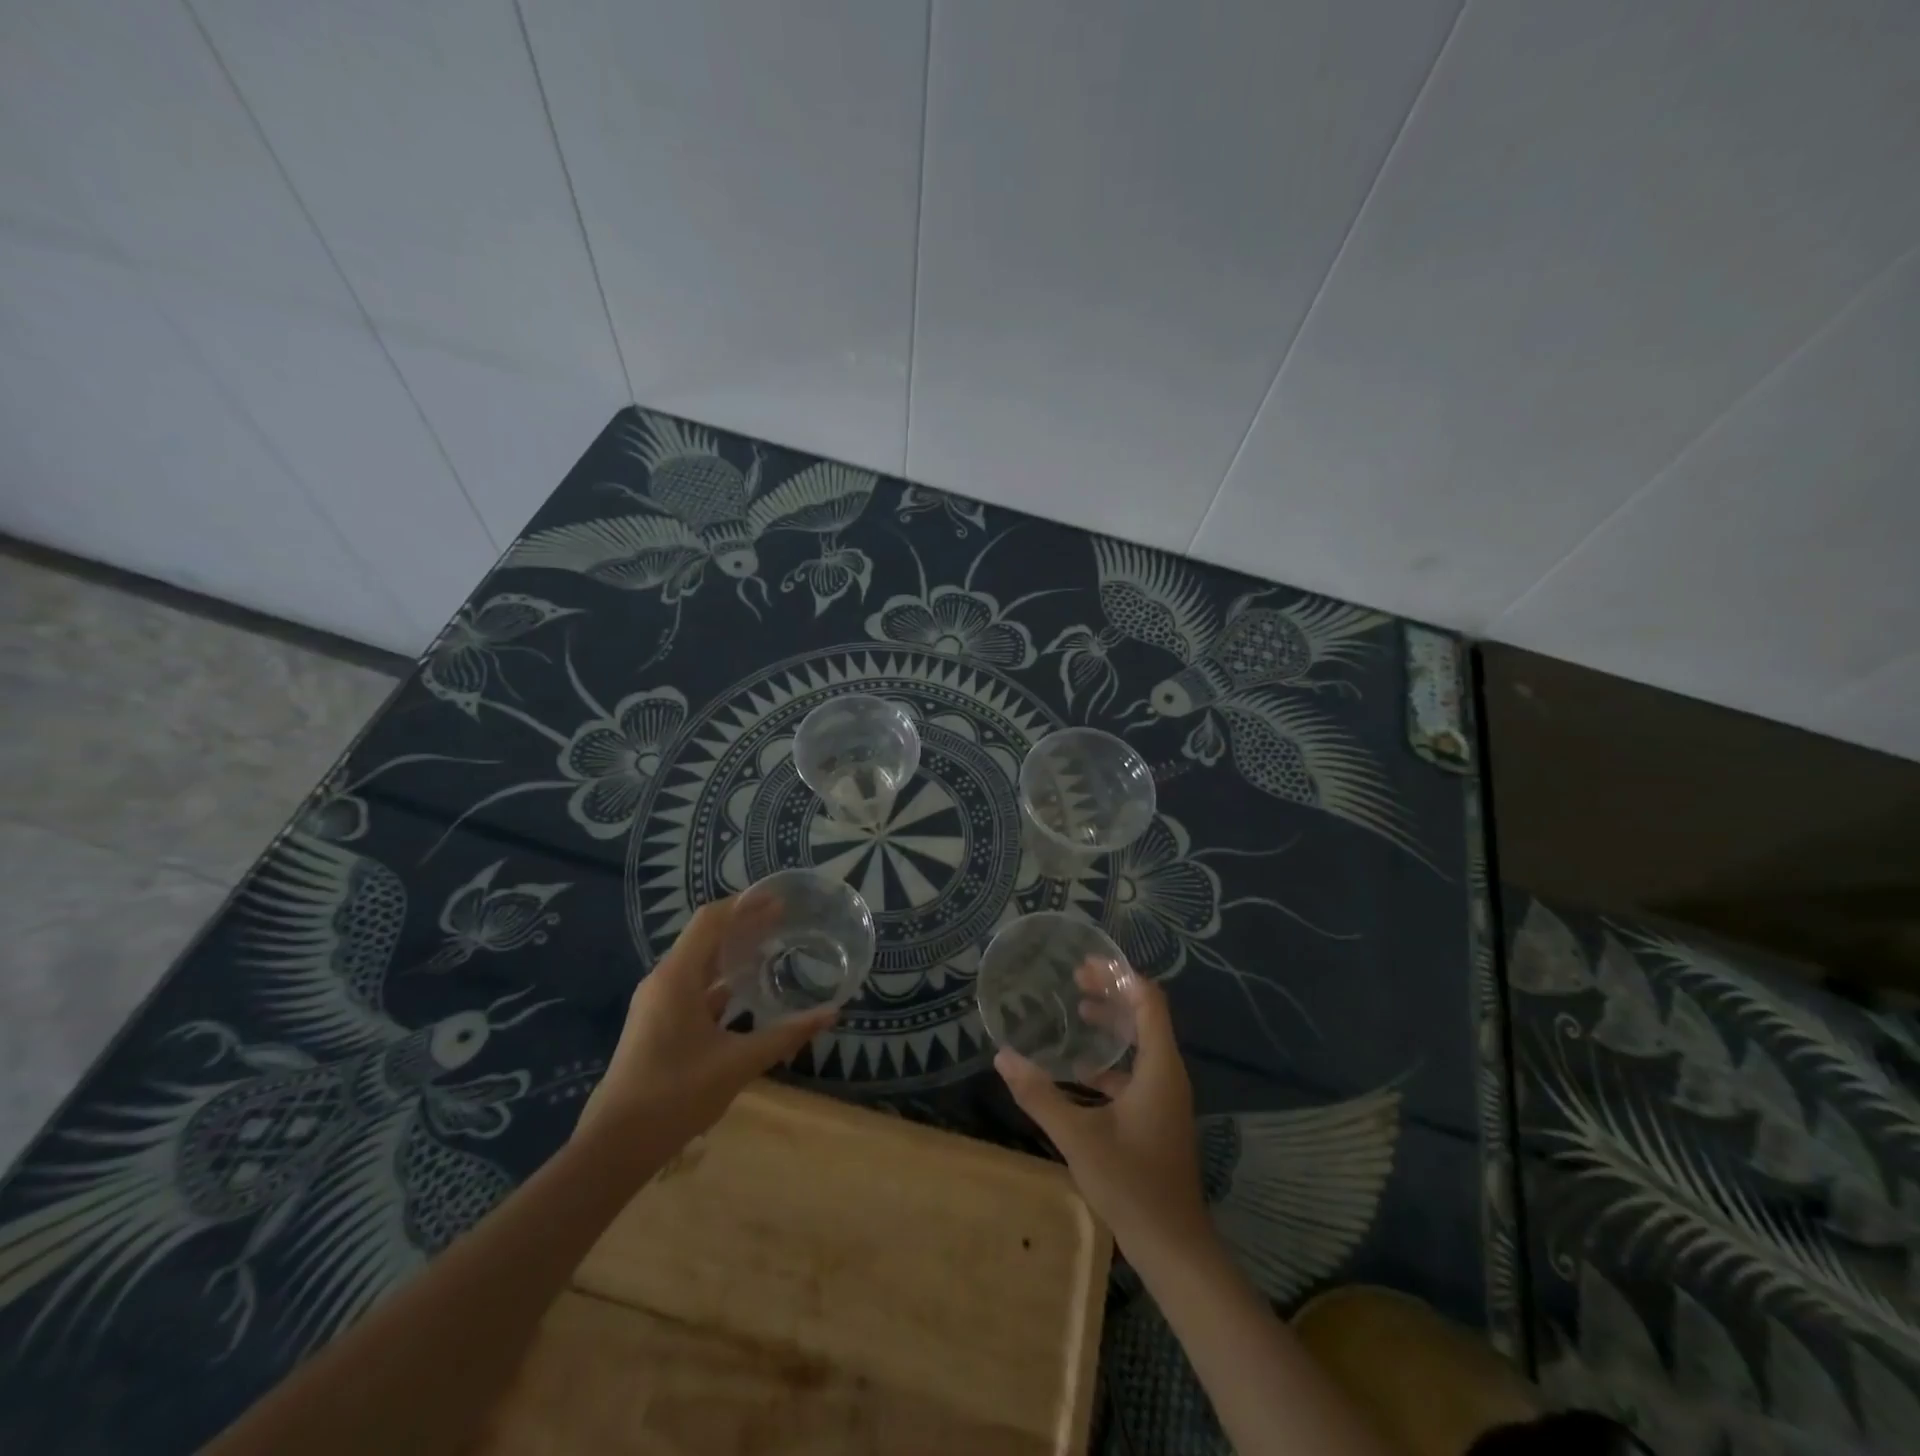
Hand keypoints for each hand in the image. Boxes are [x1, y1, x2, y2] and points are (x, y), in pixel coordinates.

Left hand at [576, 897, 834, 1152]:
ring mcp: (657, 1003)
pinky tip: (746, 992)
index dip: (745, 904)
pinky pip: (693, 988)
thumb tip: (831, 1013)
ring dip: (732, 953)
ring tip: (770, 948)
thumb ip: (786, 1034)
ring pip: (699, 964)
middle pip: (705, 937)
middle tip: (784, 920)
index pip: (711, 920)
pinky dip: (720, 982)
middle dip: (743, 925)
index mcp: (677, 977)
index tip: (780, 900)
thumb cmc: (676, 1094)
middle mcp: (663, 980)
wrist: (615, 1145)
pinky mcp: (657, 1024)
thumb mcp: (738, 1063)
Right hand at [995, 966, 1208, 1257]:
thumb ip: (1040, 1094)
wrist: (1173, 1246)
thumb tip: (1002, 1057)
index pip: (1148, 1002)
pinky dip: (1111, 1058)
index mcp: (1159, 1068)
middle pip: (1145, 1016)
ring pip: (1142, 1042)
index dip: (1120, 976)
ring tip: (1076, 1008)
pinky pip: (1137, 1069)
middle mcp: (1167, 1073)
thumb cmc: (1131, 1184)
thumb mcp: (1078, 1136)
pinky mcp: (1158, 1115)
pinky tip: (1079, 1067)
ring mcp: (1165, 1096)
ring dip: (1112, 1022)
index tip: (1086, 964)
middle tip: (1074, 979)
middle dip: (1112, 992)